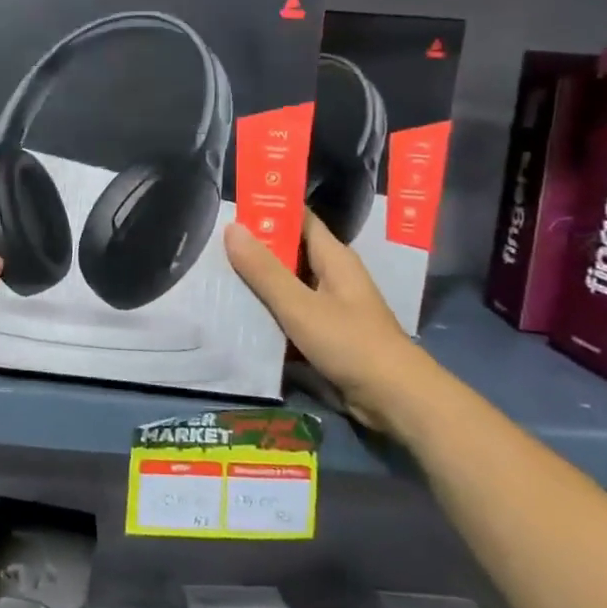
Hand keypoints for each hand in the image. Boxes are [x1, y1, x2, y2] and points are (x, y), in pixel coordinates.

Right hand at [224, 209, 428, 430]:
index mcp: (334, 258)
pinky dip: (267, 311)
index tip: (233, 208)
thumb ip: (264, 270)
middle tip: (212, 243)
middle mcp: (333, 275)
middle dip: (255, 248)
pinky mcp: (325, 333)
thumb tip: (232, 228)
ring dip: (257, 282)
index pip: (300, 219)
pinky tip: (237, 313)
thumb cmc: (350, 343)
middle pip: (289, 252)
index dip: (270, 210)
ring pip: (287, 284)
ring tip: (215, 274)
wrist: (394, 399)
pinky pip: (290, 312)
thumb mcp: (300, 306)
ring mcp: (330, 305)